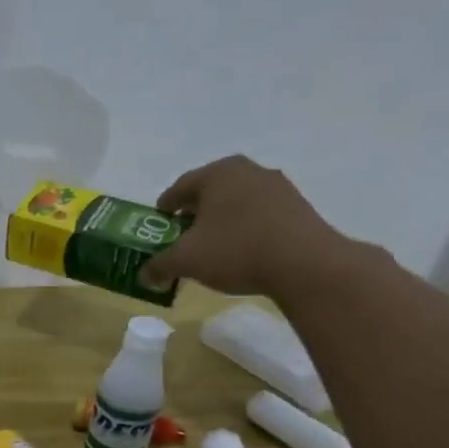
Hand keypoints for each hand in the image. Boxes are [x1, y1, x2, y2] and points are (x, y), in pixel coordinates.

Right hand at [141, 155, 355, 298]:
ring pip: (236, 201)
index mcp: (217, 173)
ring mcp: (277, 187)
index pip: (180, 187)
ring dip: (221, 220)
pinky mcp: (298, 207)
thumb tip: (143, 276)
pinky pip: (259, 214)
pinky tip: (241, 250)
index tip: (158, 225)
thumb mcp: (186, 261)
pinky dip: (245, 227)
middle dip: (193, 213)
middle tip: (182, 236)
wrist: (305, 264)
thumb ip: (159, 266)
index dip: (164, 208)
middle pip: (210, 191)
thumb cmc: (235, 250)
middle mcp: (248, 171)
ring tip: (212, 246)